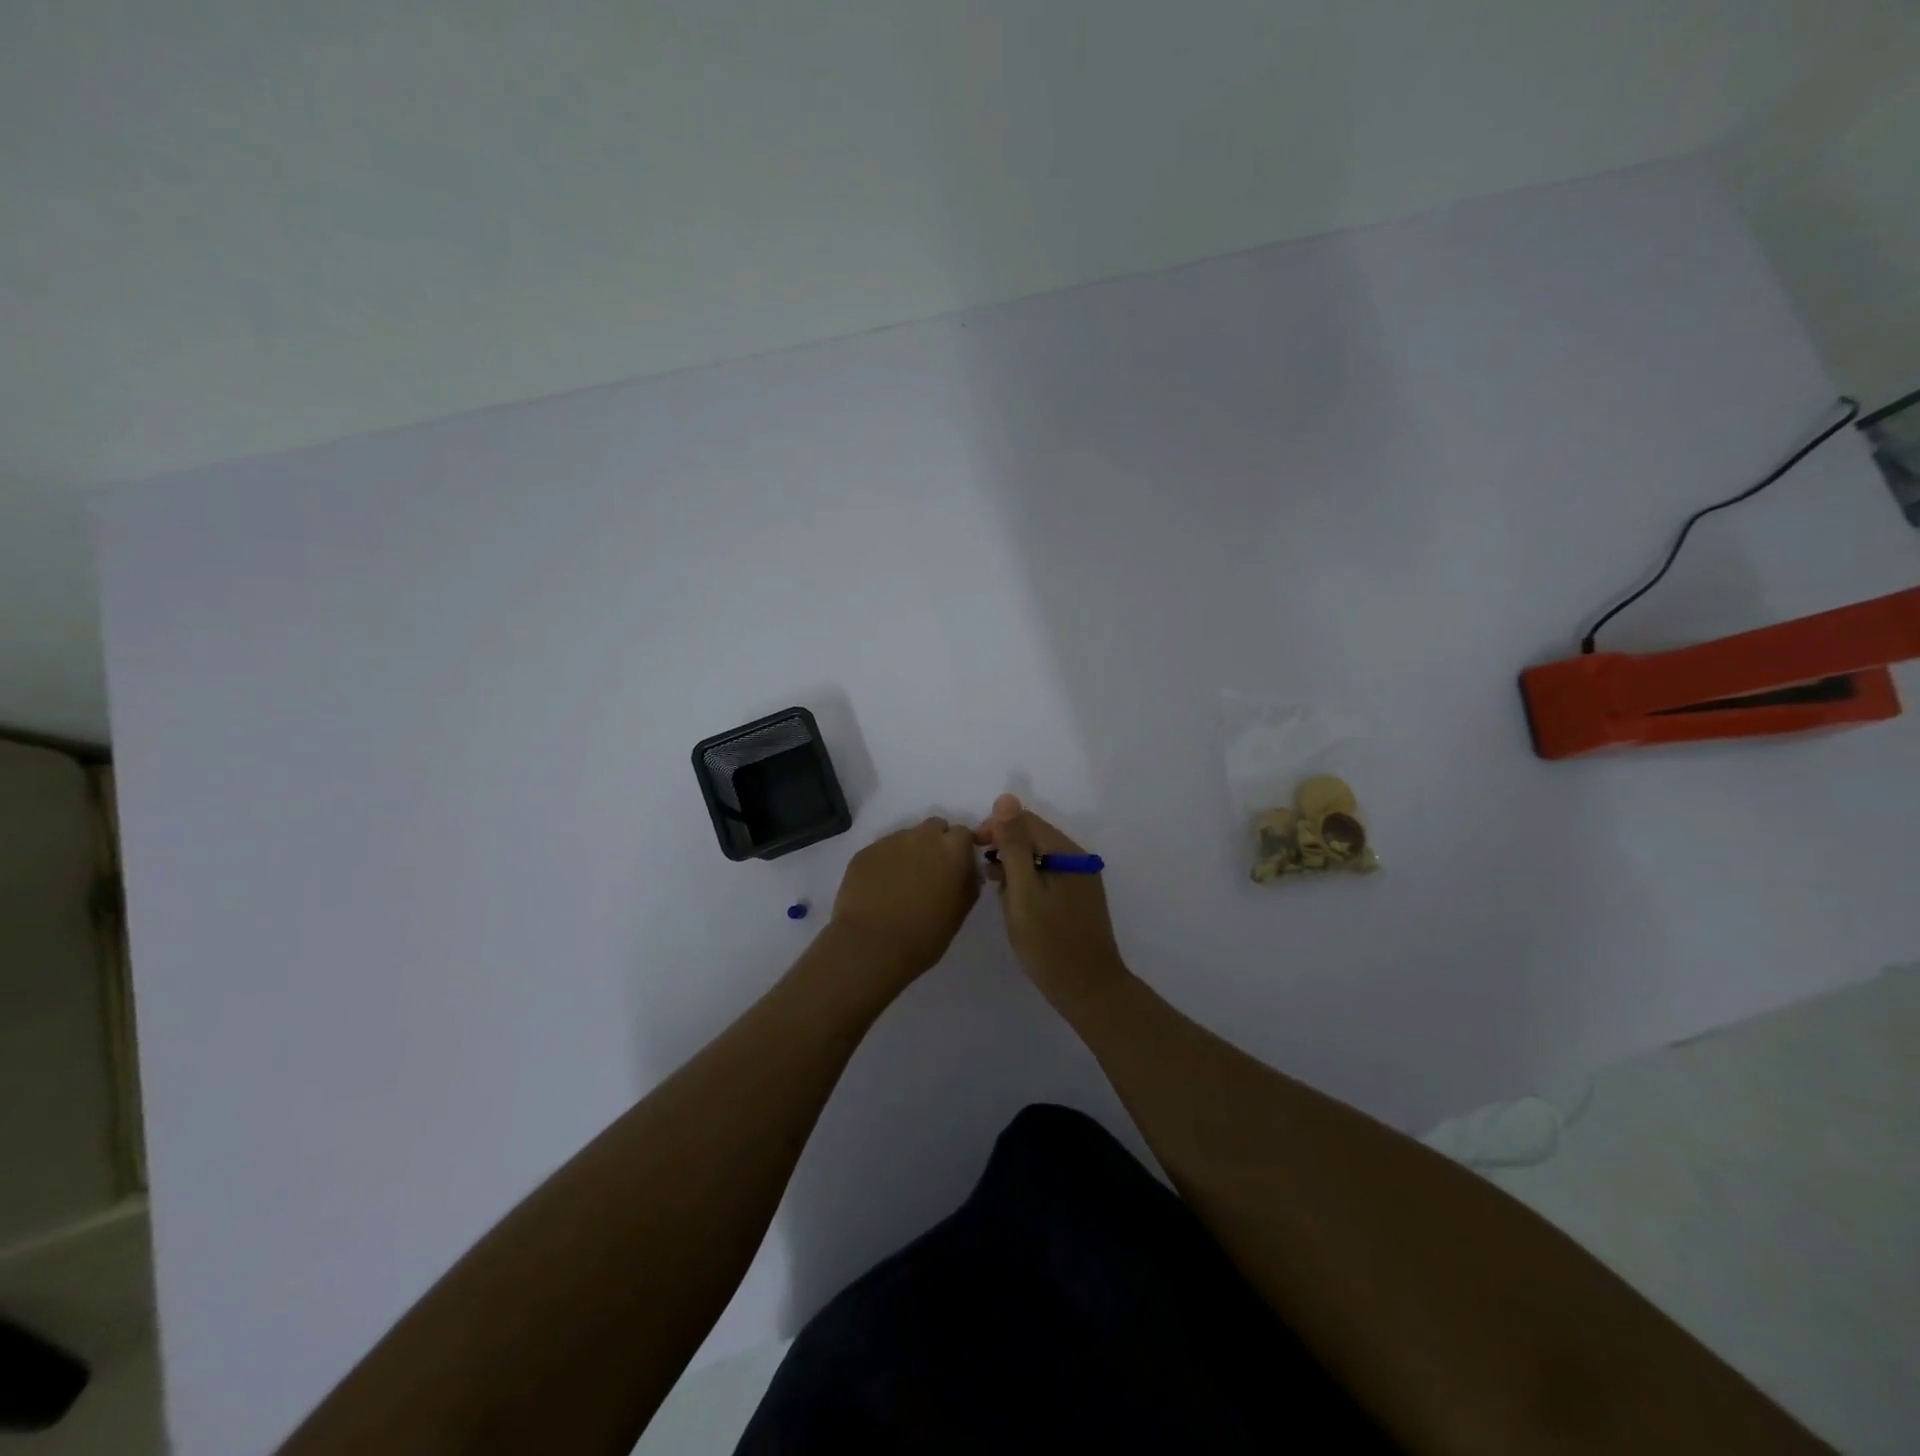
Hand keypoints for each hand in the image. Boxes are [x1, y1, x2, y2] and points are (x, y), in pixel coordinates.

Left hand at [829, 817, 980, 987]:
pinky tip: (879, 888)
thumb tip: (967, 870)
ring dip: (909, 852)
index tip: (957, 867)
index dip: (961, 849)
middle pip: (934, 827)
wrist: (873, 945)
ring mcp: (891, 841)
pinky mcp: (866, 851)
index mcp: (953, 849)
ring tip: (901, 882)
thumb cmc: (926, 934)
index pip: (963, 834)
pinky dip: (885, 863)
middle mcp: (923, 836)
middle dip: (936, 843)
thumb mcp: (961, 910)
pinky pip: (882, 850)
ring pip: (906, 838)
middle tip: (930, 871)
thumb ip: (968, 882)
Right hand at [975, 794, 1127, 1008]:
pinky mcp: (1079, 898)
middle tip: (984, 876)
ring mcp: (1081, 879)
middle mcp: (1078, 859)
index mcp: (1067, 853)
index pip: (1025, 821)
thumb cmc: (1049, 942)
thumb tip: (1006, 799)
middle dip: (1004, 848)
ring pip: (1039, 857)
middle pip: (1034, 837)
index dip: (995, 828)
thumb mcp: (1023, 891)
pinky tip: (1016, 902)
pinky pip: (1048, 876)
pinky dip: (1028, 881)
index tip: (973, 850)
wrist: (1088, 990)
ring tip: (997, 890)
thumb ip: (1013, 845)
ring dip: (1015, 866)